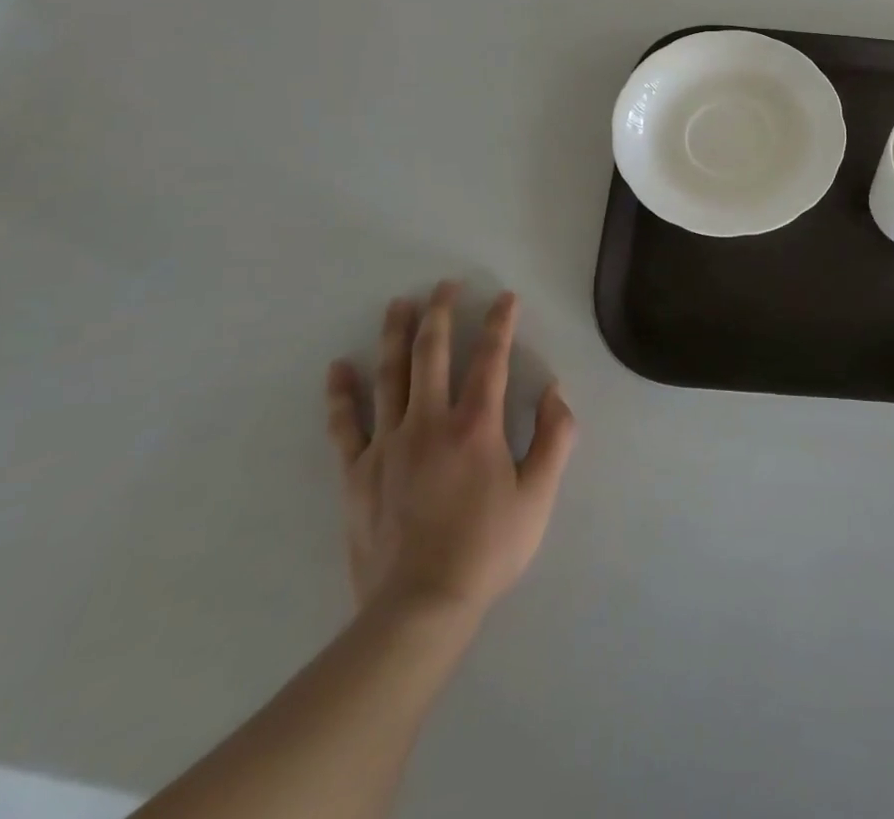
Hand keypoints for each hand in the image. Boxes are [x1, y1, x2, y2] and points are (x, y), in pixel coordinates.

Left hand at [324, 283, 576, 625]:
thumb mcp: (539, 495)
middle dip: (441, 313)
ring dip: (395, 335)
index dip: (500, 323)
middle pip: (432, 353)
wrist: (419, 609)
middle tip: (446, 285)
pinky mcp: (357, 472)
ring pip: (390, 376)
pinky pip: (345, 424)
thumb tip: (555, 391)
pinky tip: (338, 366)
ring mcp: (388, 444)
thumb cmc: (488, 549)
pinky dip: (341, 393)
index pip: (491, 358)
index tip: (505, 297)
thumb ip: (555, 437)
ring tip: (399, 303)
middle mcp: (429, 421)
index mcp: (476, 425)